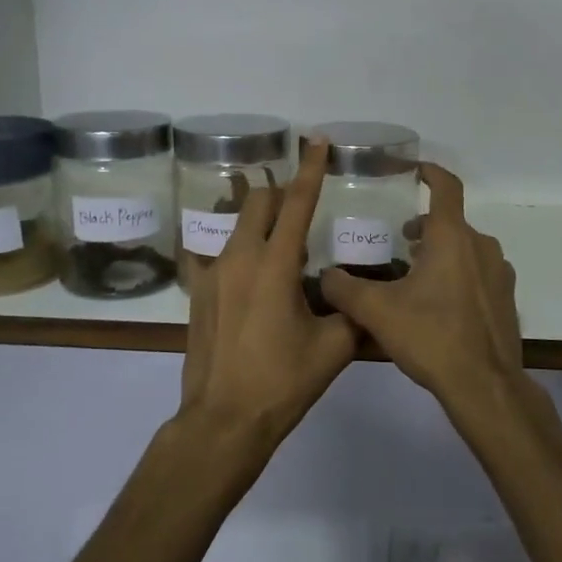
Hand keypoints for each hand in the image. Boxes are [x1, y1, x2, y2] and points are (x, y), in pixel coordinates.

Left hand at [178, 139, 358, 450]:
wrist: (223, 420)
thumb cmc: (282, 382)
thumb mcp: (334, 348)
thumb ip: (353, 312)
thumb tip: (364, 295)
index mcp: (275, 265)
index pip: (297, 203)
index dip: (311, 169)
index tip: (317, 141)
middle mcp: (239, 257)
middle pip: (259, 202)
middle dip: (282, 192)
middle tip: (303, 202)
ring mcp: (212, 274)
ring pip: (236, 225)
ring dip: (260, 220)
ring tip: (280, 241)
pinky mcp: (197, 293)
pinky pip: (216, 253)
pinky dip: (236, 249)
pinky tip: (245, 269)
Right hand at [318, 163, 525, 416]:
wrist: (484, 385)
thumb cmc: (431, 337)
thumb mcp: (376, 312)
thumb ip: (345, 289)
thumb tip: (325, 276)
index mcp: (452, 237)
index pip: (446, 186)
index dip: (430, 172)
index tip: (413, 171)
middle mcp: (481, 246)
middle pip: (450, 223)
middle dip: (423, 228)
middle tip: (397, 244)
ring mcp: (499, 273)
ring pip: (465, 249)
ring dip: (440, 254)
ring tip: (413, 278)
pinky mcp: (506, 299)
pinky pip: (478, 274)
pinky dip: (458, 276)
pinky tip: (437, 306)